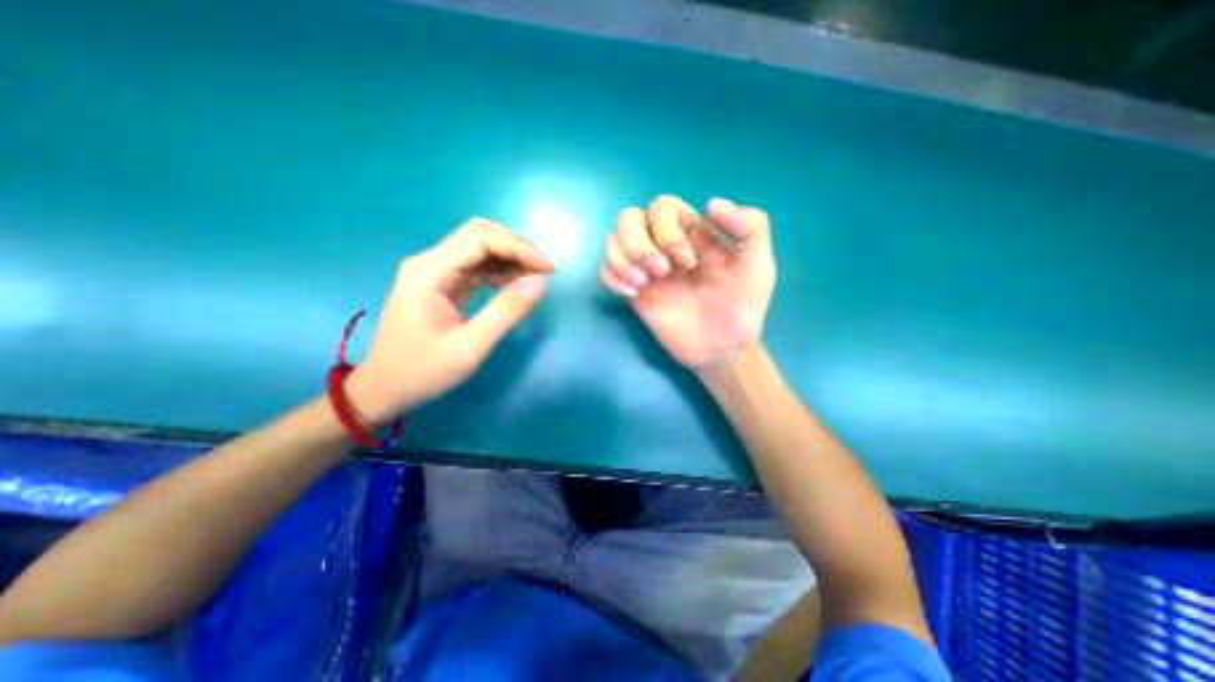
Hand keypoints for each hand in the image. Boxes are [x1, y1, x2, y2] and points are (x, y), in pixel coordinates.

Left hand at [341, 218, 552, 421]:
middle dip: (516, 249)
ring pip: (479, 249)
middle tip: (544, 272)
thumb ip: (506, 312)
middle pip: (479, 236)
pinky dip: (500, 272)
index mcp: (429, 272)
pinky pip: (476, 267)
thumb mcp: (470, 347)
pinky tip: (515, 286)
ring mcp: (434, 272)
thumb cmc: (422, 372)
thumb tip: (540, 282)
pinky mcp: (441, 283)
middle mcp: (429, 263)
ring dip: (510, 259)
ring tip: (535, 279)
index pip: (479, 238)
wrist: (384, 388)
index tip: (547, 269)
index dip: (518, 248)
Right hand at [599, 196, 776, 370]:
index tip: (687, 263)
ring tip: (640, 284)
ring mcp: (645, 268)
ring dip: (621, 258)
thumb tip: (712, 204)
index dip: (667, 228)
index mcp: (692, 232)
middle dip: (638, 243)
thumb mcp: (758, 266)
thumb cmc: (740, 307)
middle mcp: (663, 244)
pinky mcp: (633, 291)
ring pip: (611, 240)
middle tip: (661, 272)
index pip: (662, 206)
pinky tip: (630, 294)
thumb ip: (751, 229)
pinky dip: (611, 275)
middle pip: (627, 218)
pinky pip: (605, 270)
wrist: (720, 349)